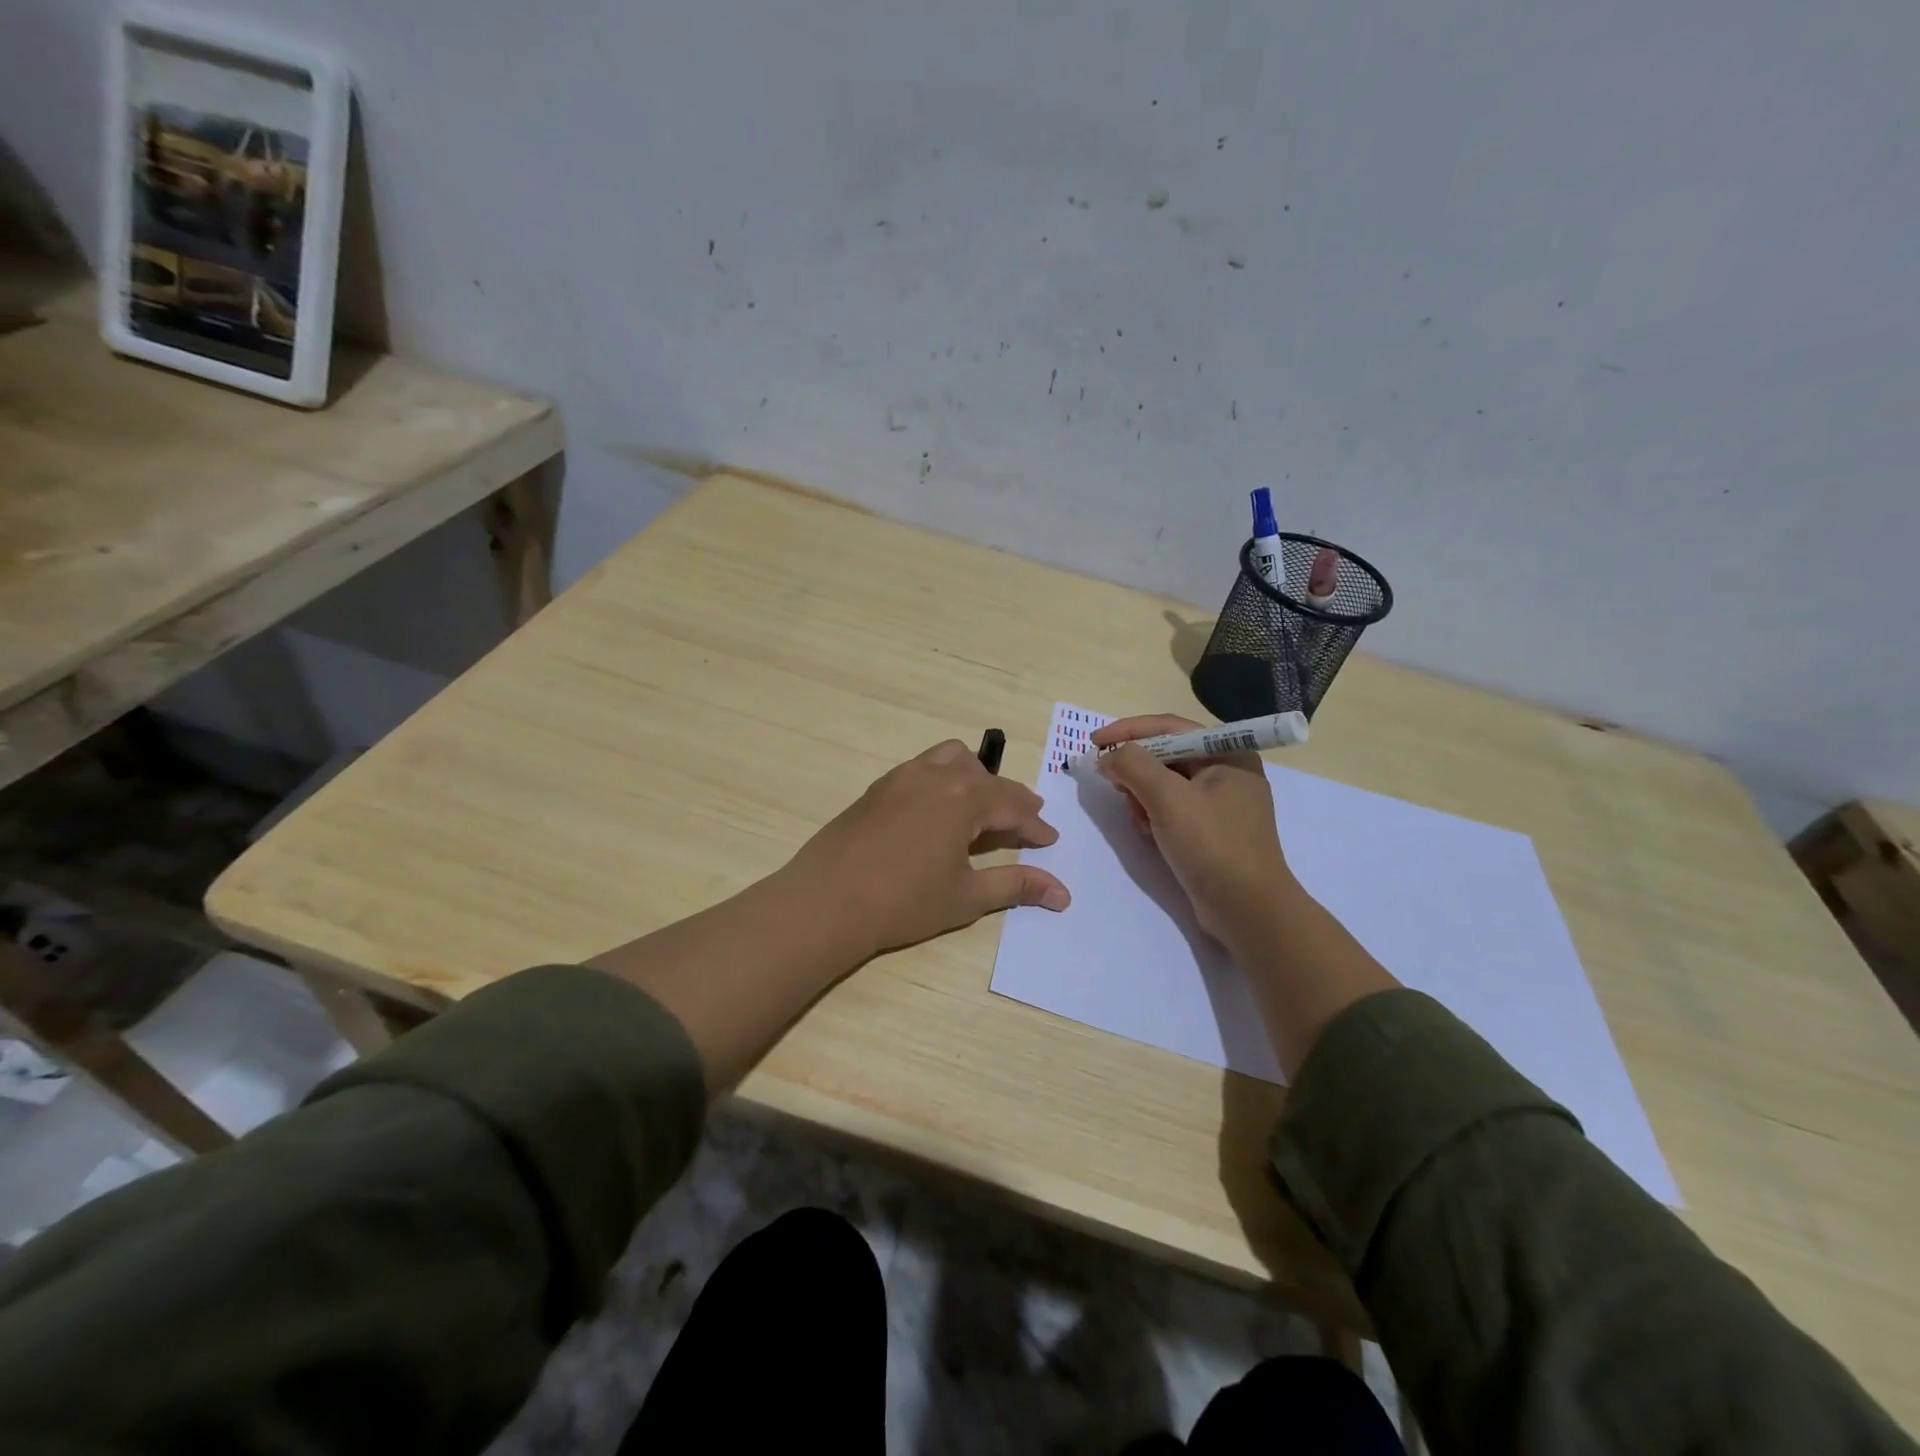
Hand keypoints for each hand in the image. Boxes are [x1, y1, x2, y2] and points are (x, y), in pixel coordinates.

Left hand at [785, 739, 1070, 959]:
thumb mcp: (966, 896)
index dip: (1034, 825)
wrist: (826, 901)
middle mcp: (935, 775)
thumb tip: (1062, 893)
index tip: (1049, 840)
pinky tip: (938, 812)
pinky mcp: (877, 788)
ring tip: (982, 807)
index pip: (1012, 805)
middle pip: (985, 777)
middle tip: (1025, 821)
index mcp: (963, 796)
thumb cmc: (904, 902)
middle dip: (1010, 798)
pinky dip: (943, 780)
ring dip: (975, 778)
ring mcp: (901, 777)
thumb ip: (1016, 885)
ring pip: (951, 759)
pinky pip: (922, 769)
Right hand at [1090, 714, 1292, 945]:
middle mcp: (1227, 772)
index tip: (1094, 743)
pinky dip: (1154, 817)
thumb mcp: (1168, 799)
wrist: (1247, 910)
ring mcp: (1220, 804)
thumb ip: (1133, 766)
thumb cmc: (1212, 845)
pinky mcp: (1211, 831)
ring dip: (1143, 799)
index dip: (1128, 731)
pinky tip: (1151, 837)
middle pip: (1166, 756)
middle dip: (1137, 772)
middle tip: (1115, 788)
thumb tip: (1108, 757)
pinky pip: (1172, 810)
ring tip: (1140, 821)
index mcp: (1229, 753)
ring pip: (1165, 785)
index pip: (1169, 727)